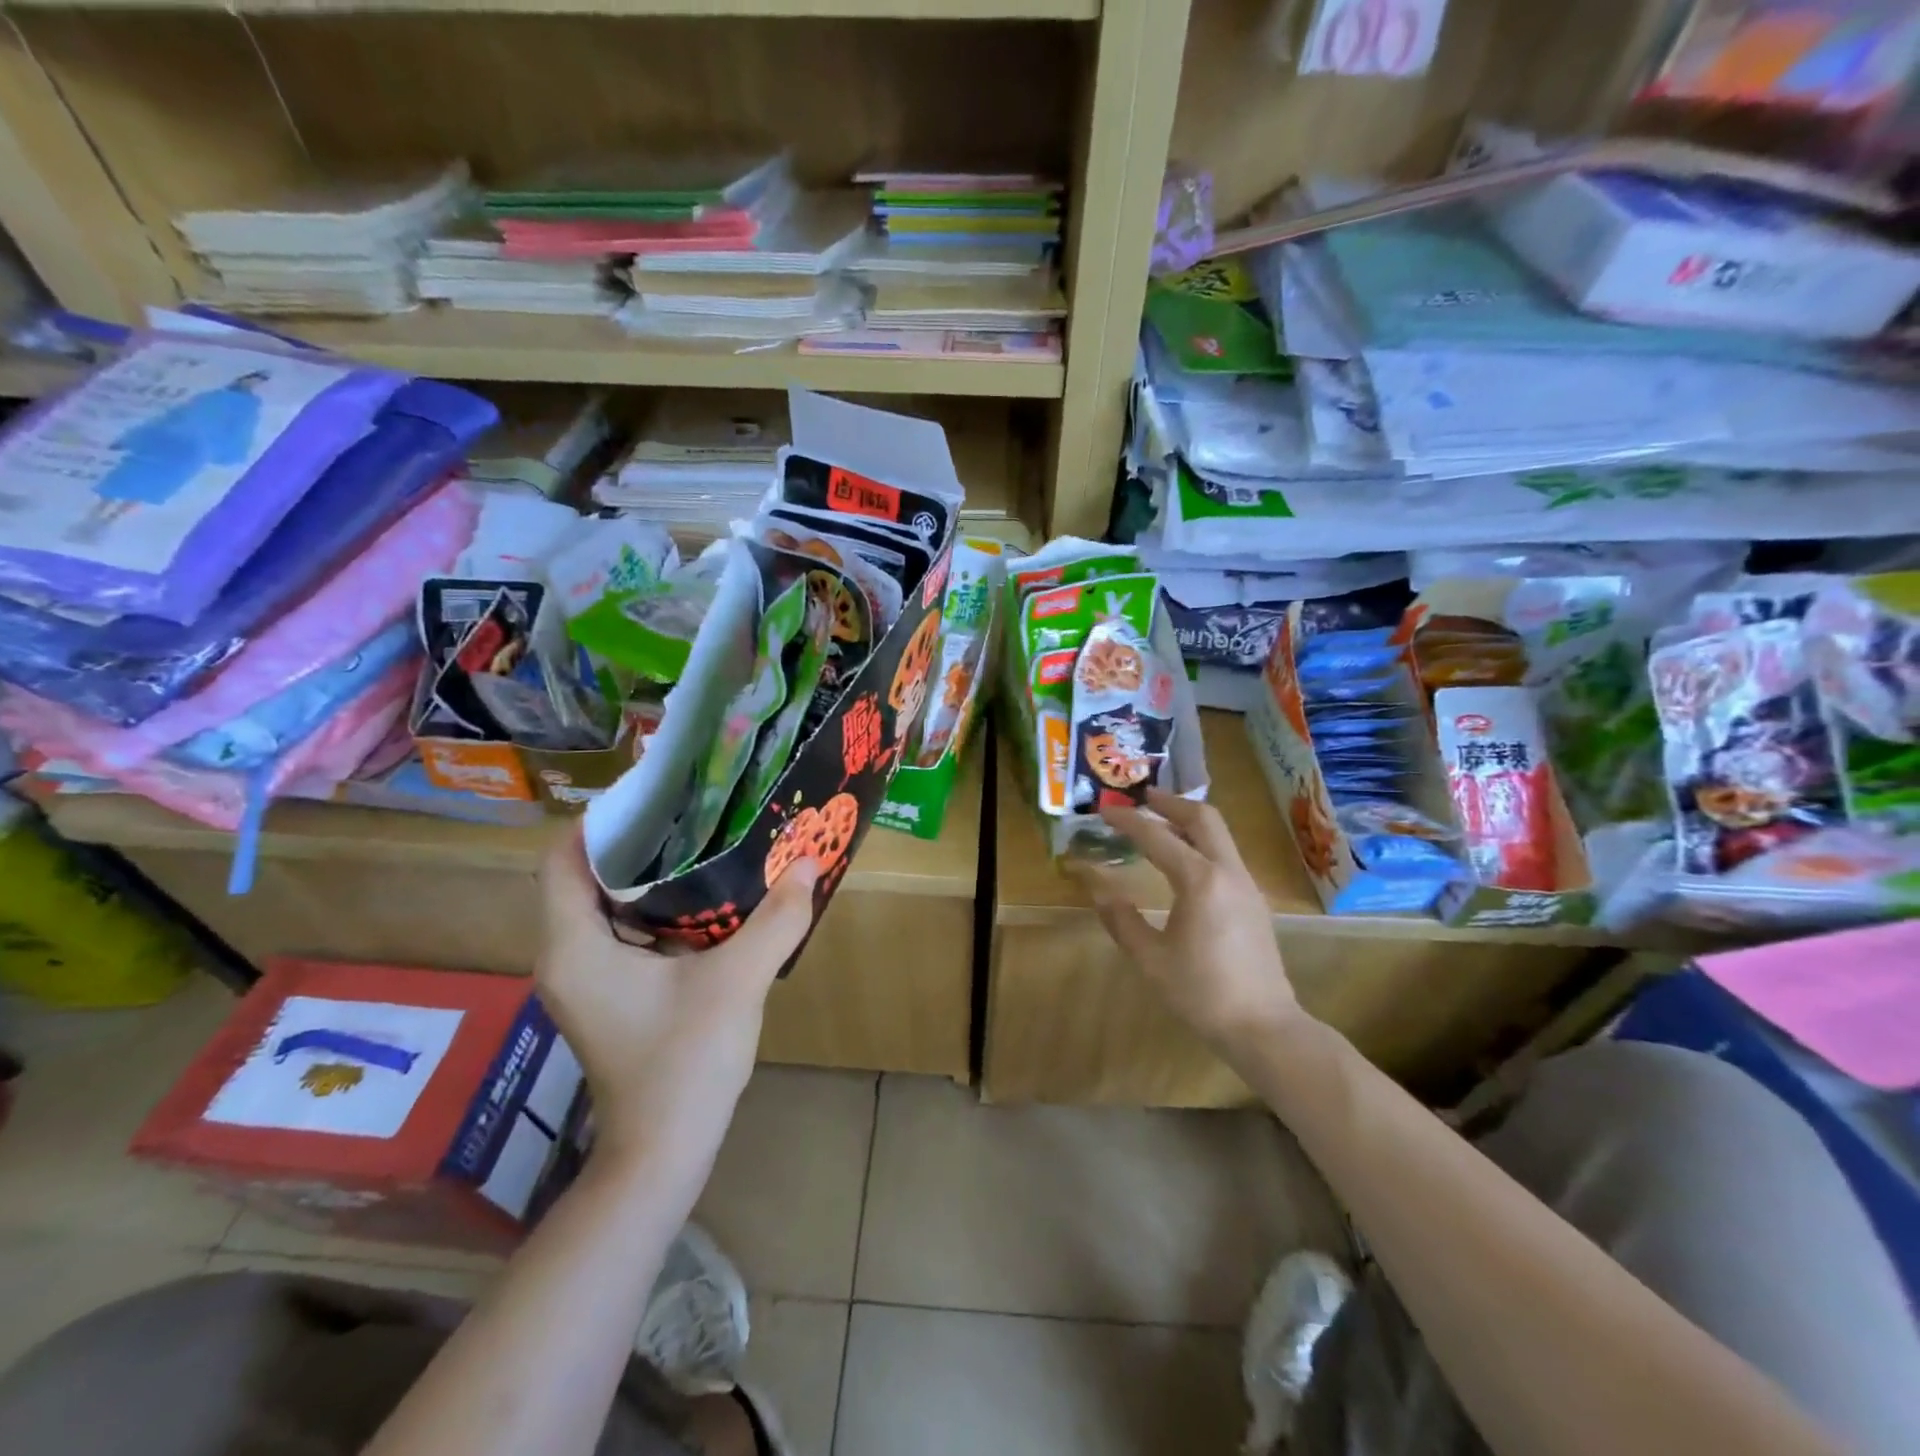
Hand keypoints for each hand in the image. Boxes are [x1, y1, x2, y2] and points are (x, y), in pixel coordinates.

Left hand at [537, 826, 817, 1177]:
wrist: (663, 1153)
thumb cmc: (685, 1063)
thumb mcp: (738, 981)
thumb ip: (776, 918)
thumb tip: (810, 863)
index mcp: (575, 946)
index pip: (564, 860)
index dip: (602, 820)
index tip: (656, 793)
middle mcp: (567, 957)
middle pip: (586, 878)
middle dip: (637, 841)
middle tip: (692, 810)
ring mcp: (585, 980)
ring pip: (605, 906)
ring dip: (648, 876)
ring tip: (703, 841)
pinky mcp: (608, 997)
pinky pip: (622, 934)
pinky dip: (656, 909)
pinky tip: (706, 900)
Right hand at [1079, 789, 1306, 1059]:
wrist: (1264, 1026)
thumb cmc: (1202, 993)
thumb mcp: (1150, 959)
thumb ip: (1120, 918)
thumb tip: (1095, 885)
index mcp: (1200, 881)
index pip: (1157, 837)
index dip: (1128, 821)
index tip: (1104, 810)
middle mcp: (1228, 872)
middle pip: (1203, 817)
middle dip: (1170, 803)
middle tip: (1141, 798)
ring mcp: (1246, 885)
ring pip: (1219, 834)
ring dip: (1188, 820)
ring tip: (1158, 822)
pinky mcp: (1253, 900)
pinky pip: (1225, 854)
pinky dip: (1201, 842)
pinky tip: (1183, 859)